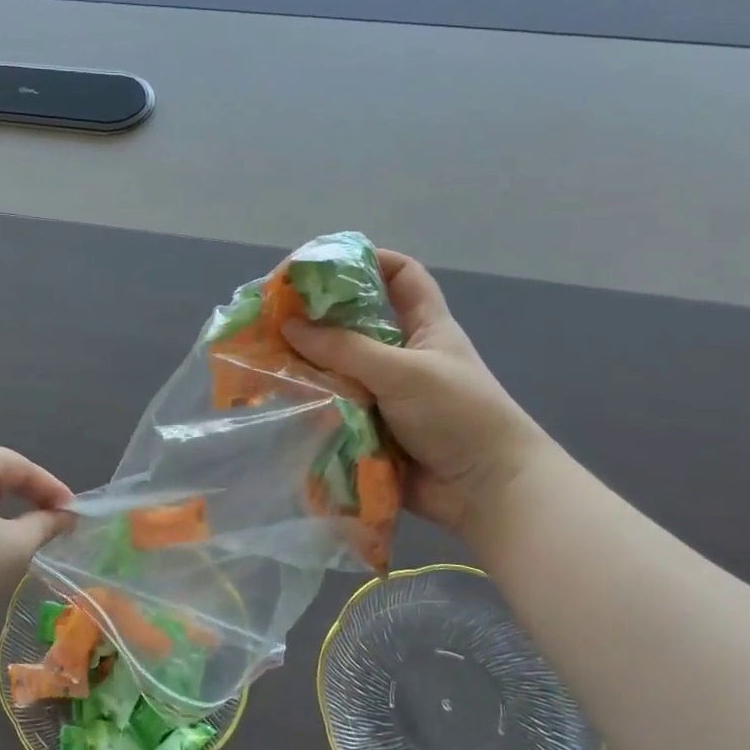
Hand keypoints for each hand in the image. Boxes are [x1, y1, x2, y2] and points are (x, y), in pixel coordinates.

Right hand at [283, 251, 549, 535]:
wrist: (485, 489)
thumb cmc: (458, 414)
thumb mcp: (404, 371)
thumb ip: (346, 349)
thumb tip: (289, 325)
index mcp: (425, 327)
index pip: (401, 275)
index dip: (369, 260)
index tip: (325, 263)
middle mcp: (402, 355)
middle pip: (355, 323)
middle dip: (318, 317)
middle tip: (274, 314)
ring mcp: (385, 394)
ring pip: (338, 369)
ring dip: (307, 364)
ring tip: (265, 357)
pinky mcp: (371, 428)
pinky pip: (334, 408)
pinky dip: (310, 403)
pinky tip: (279, 399)